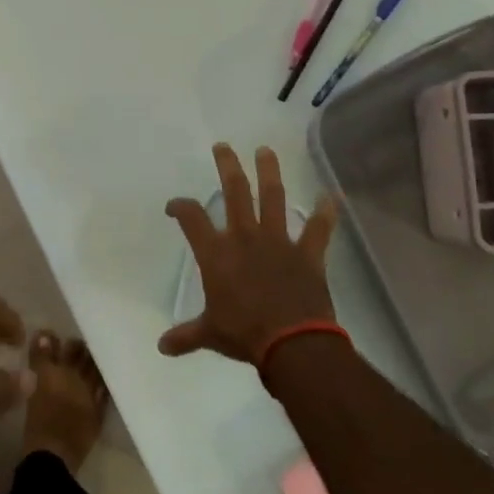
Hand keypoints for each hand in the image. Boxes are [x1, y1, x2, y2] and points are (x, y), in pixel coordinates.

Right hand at [159, 143, 339, 364]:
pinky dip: (326, 214)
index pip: (192, 218)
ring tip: (265, 150)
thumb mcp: (210, 334)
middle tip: (224, 147)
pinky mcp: (307, 254)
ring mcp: (279, 242)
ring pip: (273, 198)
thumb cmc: (245, 334)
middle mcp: (245, 238)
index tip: (174, 206)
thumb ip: (186, 336)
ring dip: (270, 172)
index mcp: (217, 254)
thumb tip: (161, 347)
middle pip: (235, 191)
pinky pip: (319, 230)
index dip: (180, 206)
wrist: (292, 343)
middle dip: (228, 166)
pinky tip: (331, 196)